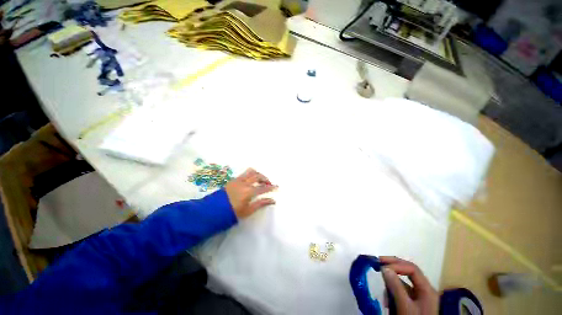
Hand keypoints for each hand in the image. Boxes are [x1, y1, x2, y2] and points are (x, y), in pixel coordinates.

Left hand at [225, 168, 276, 218]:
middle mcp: (244, 183)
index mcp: (248, 192)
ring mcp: (237, 180)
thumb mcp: (248, 211)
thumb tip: (272, 200)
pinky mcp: (232, 180)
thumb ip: (260, 204)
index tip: (277, 187)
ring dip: (257, 175)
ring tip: (260, 181)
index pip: (263, 188)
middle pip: (257, 176)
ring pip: (250, 172)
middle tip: (269, 184)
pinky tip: (251, 182)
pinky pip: (244, 174)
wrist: (215, 210)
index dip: (271, 187)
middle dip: (265, 179)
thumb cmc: (233, 213)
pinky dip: (250, 175)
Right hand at [380, 256, 438, 314]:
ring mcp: (420, 298)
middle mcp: (425, 290)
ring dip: (393, 290)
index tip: (380, 264)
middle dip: (395, 271)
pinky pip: (403, 297)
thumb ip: (396, 288)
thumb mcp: (404, 306)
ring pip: (405, 288)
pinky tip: (388, 305)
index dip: (397, 264)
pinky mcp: (414, 306)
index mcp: (426, 287)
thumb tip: (385, 269)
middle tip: (378, 265)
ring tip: (386, 302)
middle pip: (410, 275)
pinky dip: (394, 298)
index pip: (413, 270)